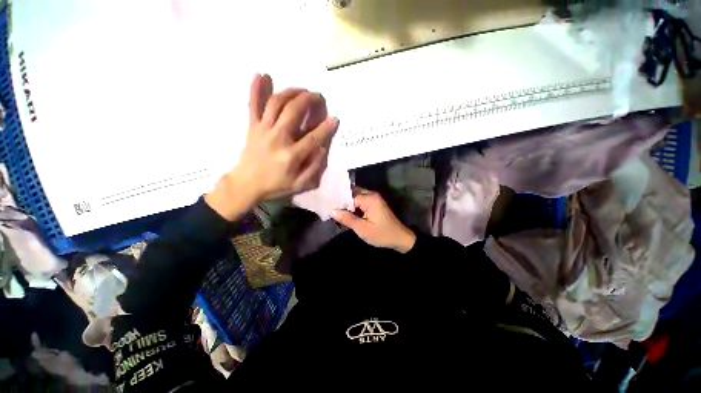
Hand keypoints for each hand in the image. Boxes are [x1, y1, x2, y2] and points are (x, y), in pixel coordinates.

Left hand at [206, 74, 338, 219]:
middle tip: (318, 96)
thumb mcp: (300, 185)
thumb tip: (323, 149)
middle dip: (309, 100)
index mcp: (291, 155)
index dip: (327, 127)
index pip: (314, 138)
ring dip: (291, 92)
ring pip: (277, 103)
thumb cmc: (276, 185)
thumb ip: (314, 167)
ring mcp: (263, 130)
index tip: (335, 118)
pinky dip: (256, 89)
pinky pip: (253, 105)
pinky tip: (261, 74)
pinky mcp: (252, 126)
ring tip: (302, 90)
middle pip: (294, 111)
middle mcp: (278, 138)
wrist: (246, 185)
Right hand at [331, 190, 415, 252]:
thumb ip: (347, 219)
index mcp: (370, 199)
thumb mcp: (363, 229)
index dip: (339, 202)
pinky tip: (346, 212)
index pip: (349, 196)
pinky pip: (361, 200)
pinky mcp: (375, 203)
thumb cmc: (381, 234)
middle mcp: (372, 194)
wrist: (399, 238)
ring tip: (336, 209)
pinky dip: (353, 205)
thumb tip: (332, 211)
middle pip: (352, 193)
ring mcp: (374, 198)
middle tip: (330, 207)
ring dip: (347, 203)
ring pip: (356, 196)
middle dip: (342, 200)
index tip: (328, 207)